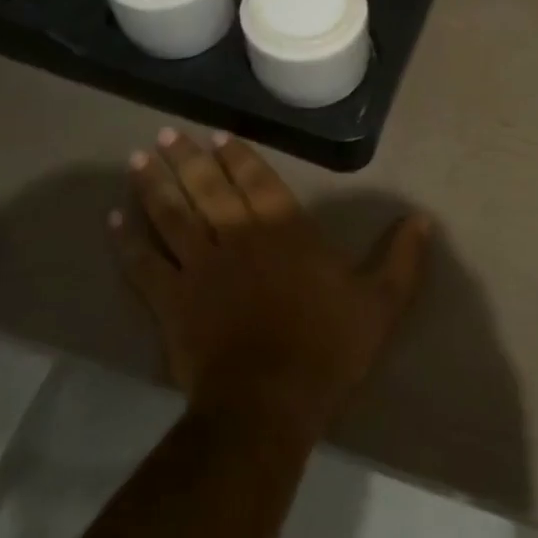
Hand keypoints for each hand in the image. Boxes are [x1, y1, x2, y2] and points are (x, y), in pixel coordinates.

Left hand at [110, 128, 431, 437]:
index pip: (257, 180)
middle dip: (187, 159)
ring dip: (153, 186)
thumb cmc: (327, 347)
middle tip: (167, 135)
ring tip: (138, 161)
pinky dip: (128, 242)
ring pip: (170, 216)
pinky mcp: (171, 301)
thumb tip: (422, 218)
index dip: (238, 155)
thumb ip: (401, 257)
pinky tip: (115, 222)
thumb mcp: (381, 302)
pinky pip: (144, 264)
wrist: (269, 401)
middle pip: (206, 188)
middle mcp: (236, 236)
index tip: (218, 135)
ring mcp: (198, 267)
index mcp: (284, 231)